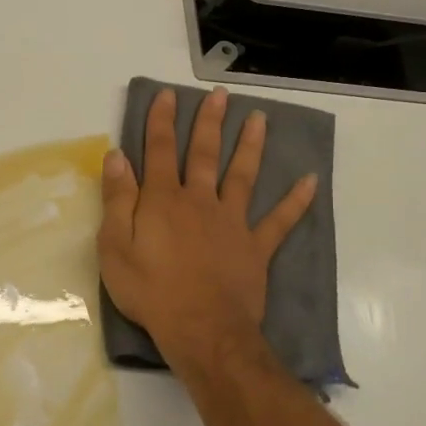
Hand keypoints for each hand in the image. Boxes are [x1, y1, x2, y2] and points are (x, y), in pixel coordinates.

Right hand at [98, 87, 314, 374]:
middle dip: (209, 122)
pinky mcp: (256, 247)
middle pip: (204, 153)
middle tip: (219, 95)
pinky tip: (310, 180)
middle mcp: (200, 201)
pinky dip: (296, 201)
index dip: (161, 121)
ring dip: (251, 145)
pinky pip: (280, 221)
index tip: (167, 95)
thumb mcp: (115, 246)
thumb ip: (117, 199)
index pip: (159, 151)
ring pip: (243, 175)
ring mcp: (232, 222)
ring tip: (259, 119)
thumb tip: (117, 157)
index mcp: (163, 200)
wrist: (202, 329)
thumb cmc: (150, 290)